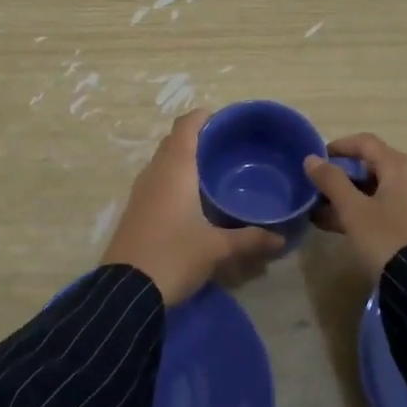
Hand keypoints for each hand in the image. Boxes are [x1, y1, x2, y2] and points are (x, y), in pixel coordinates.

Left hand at [101, 111, 284, 304]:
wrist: (126, 290)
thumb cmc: (174, 255)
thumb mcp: (217, 248)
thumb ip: (249, 239)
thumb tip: (280, 238)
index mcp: (175, 169)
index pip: (186, 126)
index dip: (202, 117)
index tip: (222, 118)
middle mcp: (154, 172)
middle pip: (173, 141)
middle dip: (195, 138)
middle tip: (223, 146)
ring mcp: (140, 191)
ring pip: (162, 162)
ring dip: (182, 159)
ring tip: (210, 170)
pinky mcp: (134, 210)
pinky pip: (156, 181)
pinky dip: (172, 178)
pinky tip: (189, 198)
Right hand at [304, 132, 406, 280]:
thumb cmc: (385, 237)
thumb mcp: (353, 210)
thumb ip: (331, 181)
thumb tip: (312, 159)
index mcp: (399, 166)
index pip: (365, 142)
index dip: (339, 146)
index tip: (317, 159)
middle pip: (371, 166)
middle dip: (341, 177)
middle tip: (317, 191)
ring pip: (376, 190)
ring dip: (348, 198)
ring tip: (322, 214)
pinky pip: (386, 207)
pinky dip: (363, 211)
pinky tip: (341, 227)